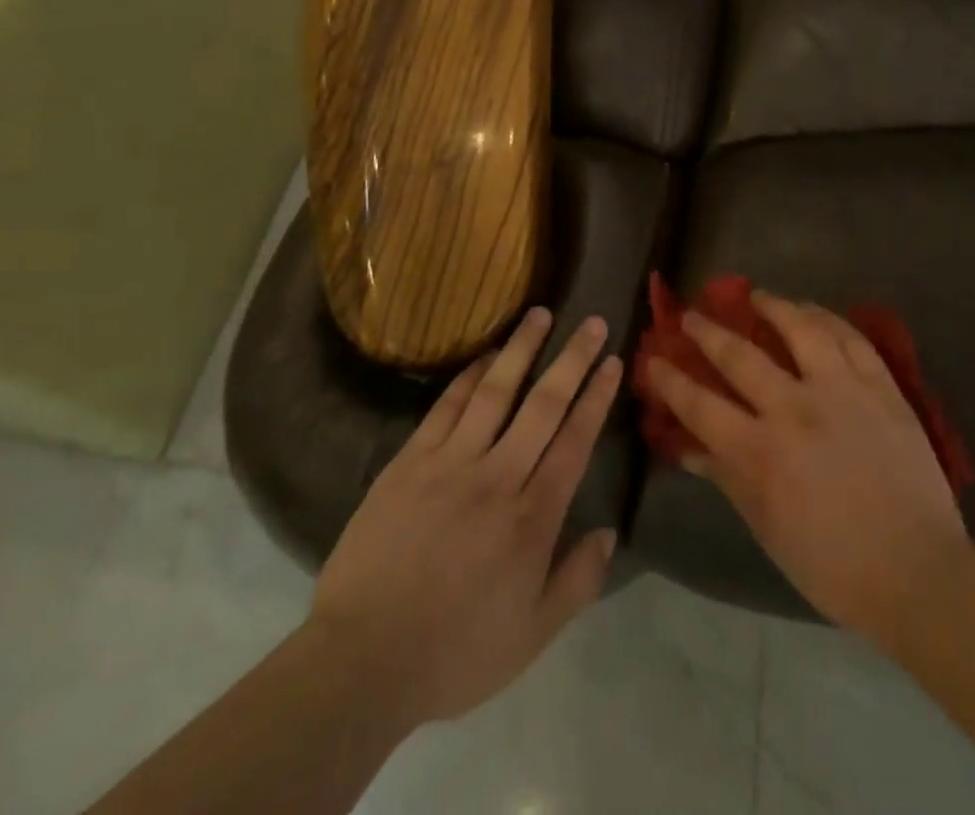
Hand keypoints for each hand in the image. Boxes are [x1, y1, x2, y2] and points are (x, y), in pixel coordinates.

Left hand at [307, 308, 623, 728]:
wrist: (363, 660)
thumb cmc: (454, 652)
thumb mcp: (531, 636)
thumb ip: (577, 582)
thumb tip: (609, 531)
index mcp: (532, 518)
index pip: (574, 441)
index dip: (596, 397)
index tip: (611, 362)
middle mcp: (498, 477)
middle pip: (543, 405)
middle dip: (572, 359)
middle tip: (591, 321)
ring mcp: (450, 463)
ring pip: (495, 392)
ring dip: (521, 349)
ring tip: (540, 314)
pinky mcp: (410, 461)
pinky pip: (446, 407)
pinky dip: (469, 375)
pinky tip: (487, 355)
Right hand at [643, 291, 972, 648]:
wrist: (918, 572)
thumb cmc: (832, 564)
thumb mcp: (766, 528)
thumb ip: (725, 477)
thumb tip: (685, 447)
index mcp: (760, 452)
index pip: (699, 404)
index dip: (670, 380)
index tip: (653, 359)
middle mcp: (794, 409)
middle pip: (739, 355)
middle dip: (707, 332)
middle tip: (692, 315)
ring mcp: (841, 391)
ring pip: (799, 329)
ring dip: (771, 306)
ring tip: (755, 295)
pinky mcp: (881, 387)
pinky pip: (851, 338)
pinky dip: (827, 318)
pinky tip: (813, 311)